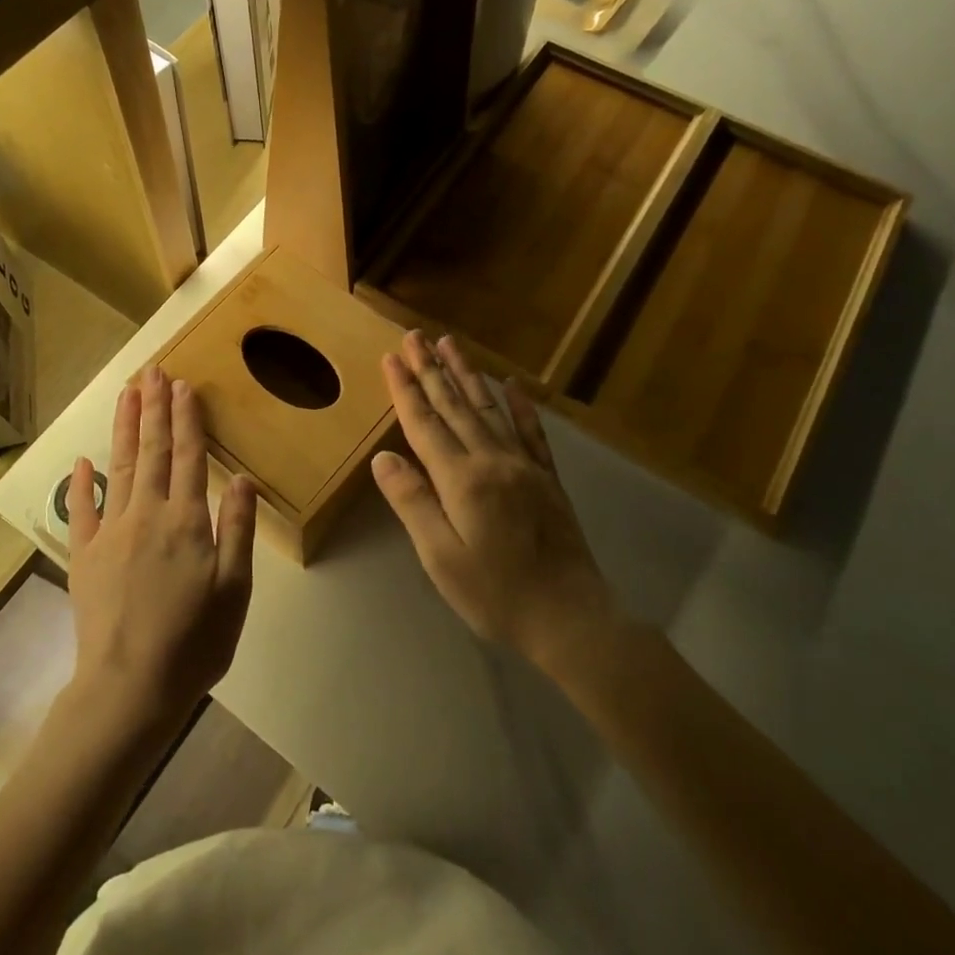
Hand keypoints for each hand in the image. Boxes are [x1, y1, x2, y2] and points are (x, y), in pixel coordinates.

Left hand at [67, 367, 256, 727]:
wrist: (129, 689)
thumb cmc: (194, 642)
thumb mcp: (234, 590)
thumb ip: (237, 530)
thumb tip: (241, 478)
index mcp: (186, 522)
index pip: (188, 457)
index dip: (187, 419)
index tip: (183, 385)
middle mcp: (147, 515)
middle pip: (151, 451)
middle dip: (153, 408)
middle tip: (152, 370)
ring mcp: (110, 533)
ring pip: (118, 467)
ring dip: (123, 427)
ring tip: (127, 393)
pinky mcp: (84, 556)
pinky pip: (82, 510)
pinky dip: (82, 483)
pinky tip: (83, 460)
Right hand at [372, 332, 621, 668]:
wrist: (571, 618)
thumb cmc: (497, 594)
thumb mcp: (441, 558)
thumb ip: (413, 503)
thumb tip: (383, 459)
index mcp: (462, 479)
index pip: (425, 424)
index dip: (406, 389)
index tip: (392, 356)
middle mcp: (492, 460)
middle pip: (455, 406)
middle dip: (432, 369)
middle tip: (415, 335)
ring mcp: (524, 466)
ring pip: (489, 408)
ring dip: (467, 374)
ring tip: (451, 343)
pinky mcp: (547, 478)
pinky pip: (531, 431)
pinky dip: (519, 405)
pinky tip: (511, 384)